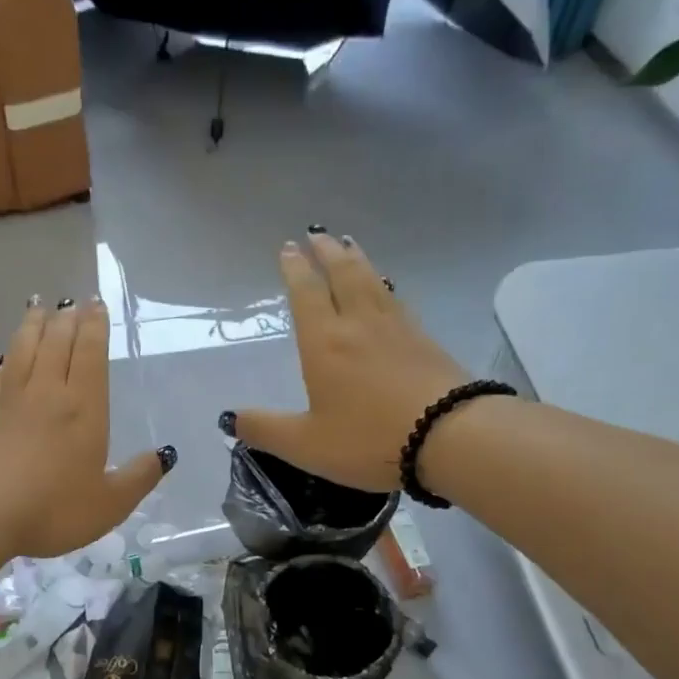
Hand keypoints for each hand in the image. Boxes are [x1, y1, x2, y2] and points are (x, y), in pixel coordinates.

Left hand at [0, 297, 172, 557]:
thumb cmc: (53, 510)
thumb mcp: (109, 504)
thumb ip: (138, 478)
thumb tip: (164, 455)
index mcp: (84, 408)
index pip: (90, 354)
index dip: (95, 327)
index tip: (95, 305)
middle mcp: (47, 392)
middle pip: (57, 342)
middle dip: (67, 317)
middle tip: (72, 301)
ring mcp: (10, 399)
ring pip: (24, 348)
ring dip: (33, 324)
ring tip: (38, 307)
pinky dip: (6, 357)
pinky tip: (5, 355)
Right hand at [230, 232, 467, 491]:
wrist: (450, 437)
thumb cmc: (369, 439)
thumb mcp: (305, 444)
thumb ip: (264, 430)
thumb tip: (229, 418)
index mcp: (324, 343)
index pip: (306, 293)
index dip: (295, 269)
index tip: (288, 248)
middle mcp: (359, 325)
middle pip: (342, 275)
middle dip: (326, 252)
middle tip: (317, 233)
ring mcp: (397, 329)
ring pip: (373, 281)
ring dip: (357, 260)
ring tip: (349, 245)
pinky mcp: (425, 341)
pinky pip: (397, 300)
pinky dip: (385, 284)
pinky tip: (387, 289)